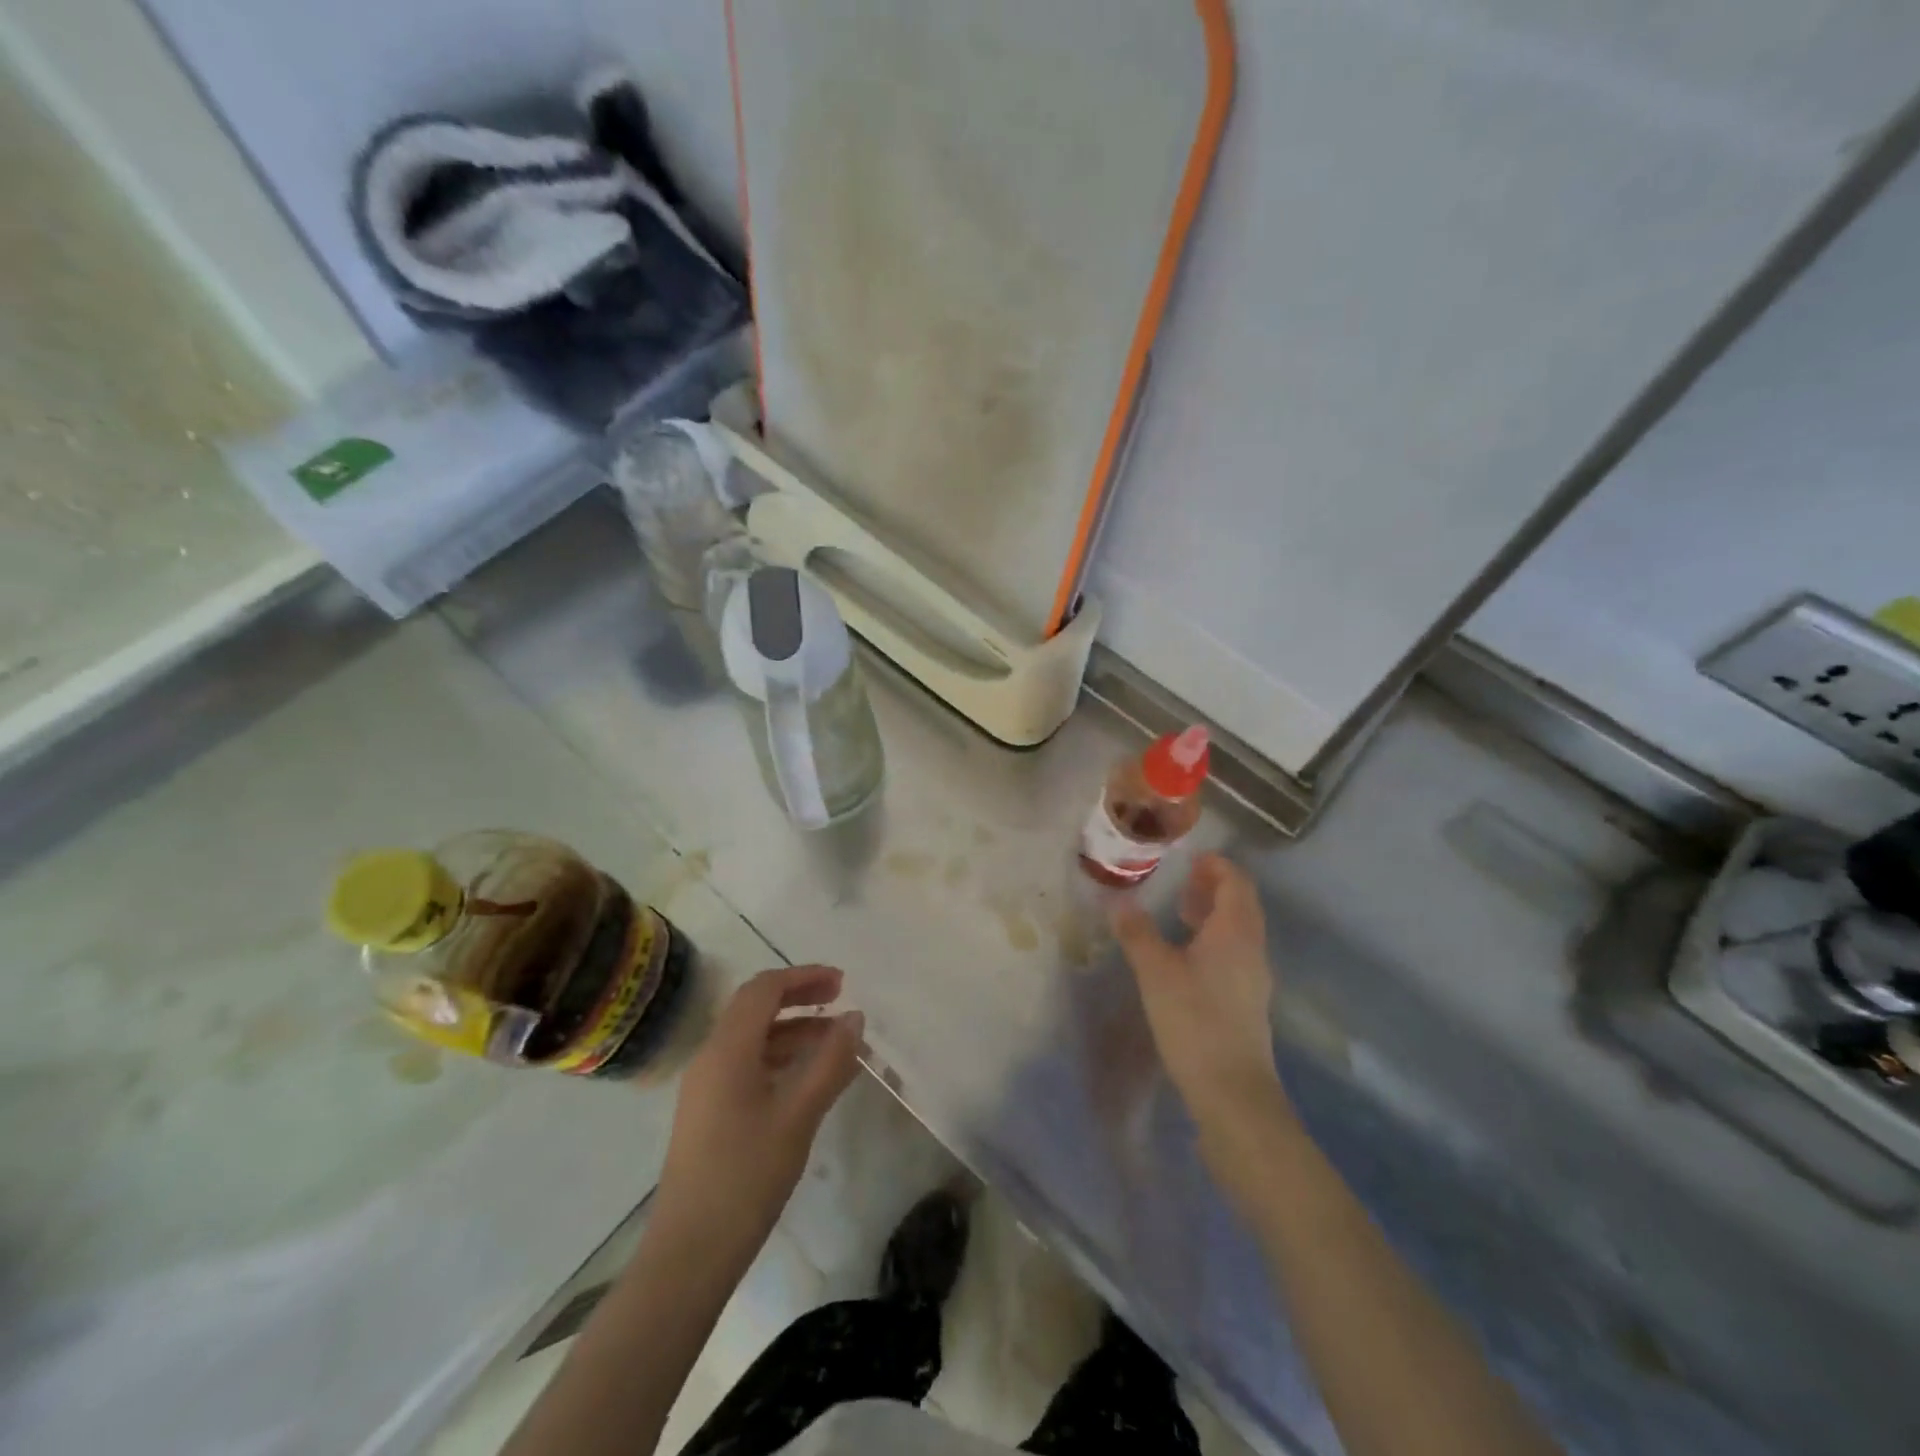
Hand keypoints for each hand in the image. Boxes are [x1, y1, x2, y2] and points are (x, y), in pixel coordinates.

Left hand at [656, 965, 863, 1255]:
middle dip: (799, 996)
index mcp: (727, 1050)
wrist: (689, 1254)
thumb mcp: (798, 1116)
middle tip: (841, 1000)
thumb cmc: (746, 1177)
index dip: (804, 977)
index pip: (764, 989)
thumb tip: (855, 1018)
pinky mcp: (709, 1112)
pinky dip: (781, 1058)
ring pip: (753, 1038)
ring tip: (837, 1042)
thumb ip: (830, 1062)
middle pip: (756, 1007)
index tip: (843, 983)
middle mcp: (711, 1057)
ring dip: (794, 1030)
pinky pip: (748, 1065)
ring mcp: (706, 1086)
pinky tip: (810, 1078)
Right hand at [1110, 854, 1282, 1131]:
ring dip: (1216, 913)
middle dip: (1215, 886)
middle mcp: (1252, 948)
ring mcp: (1254, 977)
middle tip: (1183, 880)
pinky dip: (1216, 938)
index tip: (1190, 858)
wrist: (1232, 1091)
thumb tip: (1118, 902)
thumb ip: (1137, 934)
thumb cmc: (1194, 1020)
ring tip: (1182, 911)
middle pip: (1242, 904)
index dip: (1216, 866)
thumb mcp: (1156, 972)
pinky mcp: (1248, 1000)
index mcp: (1235, 932)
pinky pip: (1236, 952)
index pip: (1236, 883)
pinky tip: (1189, 954)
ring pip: (1240, 930)